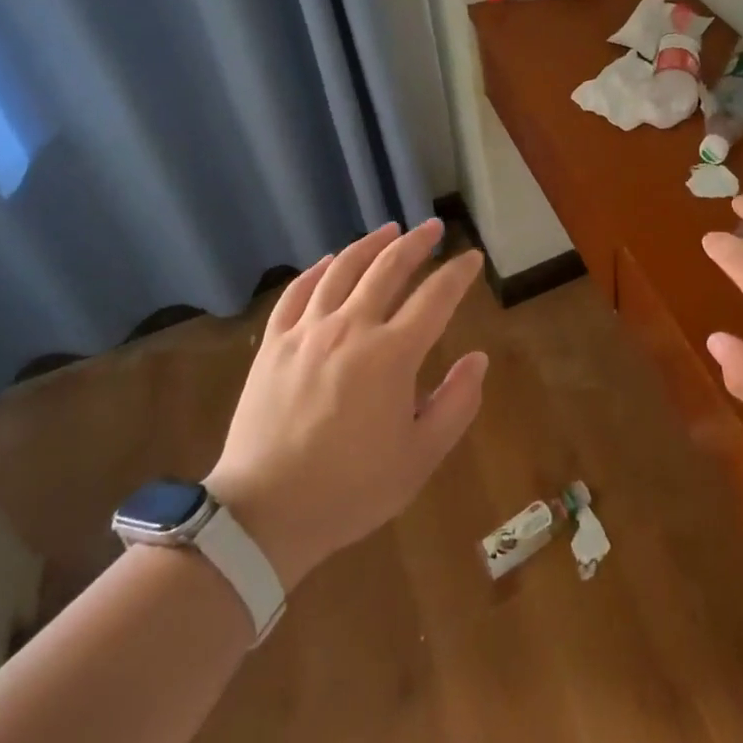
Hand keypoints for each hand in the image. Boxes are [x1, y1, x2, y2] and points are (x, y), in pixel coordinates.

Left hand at [205, 219, 487, 591]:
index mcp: (392, 354)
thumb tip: (478, 359)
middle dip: (416, 242)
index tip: (471, 256)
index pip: (436, 297)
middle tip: (433, 227)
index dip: (458, 273)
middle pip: (389, 267)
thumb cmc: (350, 489)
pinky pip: (298, 291)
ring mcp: (308, 331)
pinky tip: (329, 261)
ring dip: (371, 244)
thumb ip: (456, 404)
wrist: (263, 515)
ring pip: (343, 268)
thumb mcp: (419, 458)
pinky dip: (318, 269)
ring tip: (389, 230)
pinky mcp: (274, 343)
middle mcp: (351, 327)